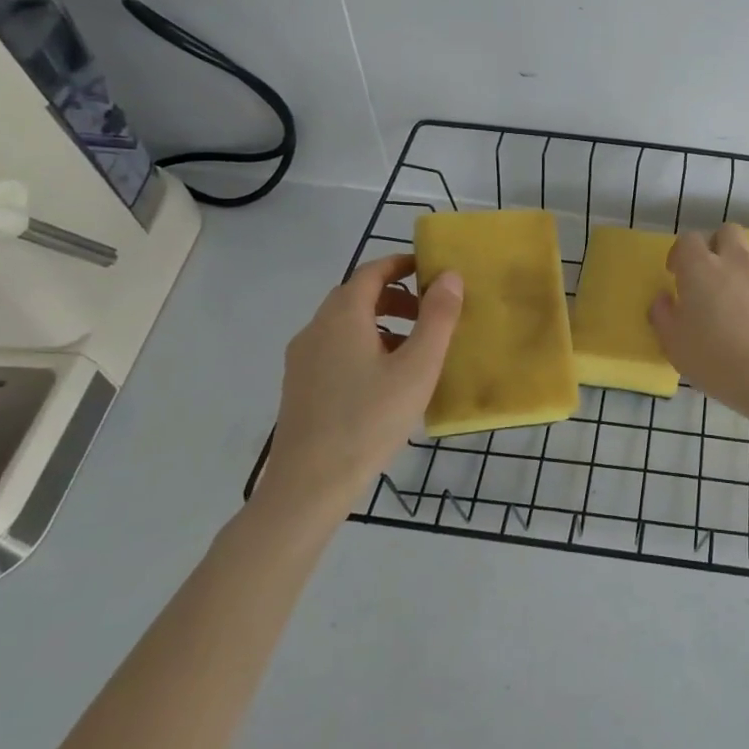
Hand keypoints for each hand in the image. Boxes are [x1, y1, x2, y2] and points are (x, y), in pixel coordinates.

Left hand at [253, 255, 462, 533]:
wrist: (309, 484)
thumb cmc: (370, 420)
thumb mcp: (417, 367)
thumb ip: (438, 317)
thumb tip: (449, 275)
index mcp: (342, 316)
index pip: (371, 271)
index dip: (401, 264)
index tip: (430, 270)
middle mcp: (316, 329)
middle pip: (356, 296)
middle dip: (395, 296)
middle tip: (430, 312)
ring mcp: (302, 359)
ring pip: (345, 324)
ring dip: (380, 322)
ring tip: (414, 348)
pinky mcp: (299, 386)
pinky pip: (335, 348)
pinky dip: (363, 345)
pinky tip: (385, 379)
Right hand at [649, 224, 748, 409]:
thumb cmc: (713, 358)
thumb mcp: (673, 343)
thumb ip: (663, 315)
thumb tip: (664, 300)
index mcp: (702, 267)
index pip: (689, 239)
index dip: (681, 253)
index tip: (677, 274)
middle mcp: (737, 261)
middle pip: (729, 232)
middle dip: (718, 245)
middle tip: (711, 274)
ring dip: (745, 268)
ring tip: (740, 298)